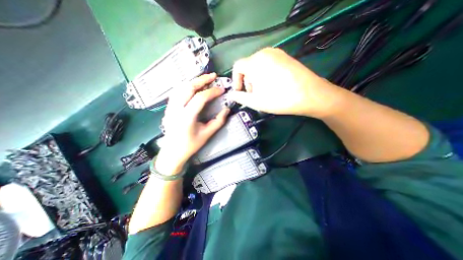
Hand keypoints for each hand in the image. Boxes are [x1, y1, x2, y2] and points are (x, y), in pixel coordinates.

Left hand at [155, 73, 228, 174]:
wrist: (172, 151)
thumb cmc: (191, 145)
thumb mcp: (207, 135)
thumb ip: (218, 122)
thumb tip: (226, 109)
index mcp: (187, 117)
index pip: (200, 98)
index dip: (212, 92)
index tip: (222, 90)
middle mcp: (176, 109)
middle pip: (188, 88)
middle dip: (202, 80)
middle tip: (213, 76)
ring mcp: (170, 107)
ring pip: (181, 87)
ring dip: (193, 81)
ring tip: (204, 79)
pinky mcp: (168, 108)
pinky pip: (177, 92)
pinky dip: (186, 86)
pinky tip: (193, 86)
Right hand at [228, 46, 342, 117]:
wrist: (310, 95)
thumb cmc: (278, 99)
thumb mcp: (255, 101)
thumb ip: (240, 97)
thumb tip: (231, 95)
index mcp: (255, 62)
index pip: (237, 66)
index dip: (236, 80)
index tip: (240, 92)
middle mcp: (265, 53)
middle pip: (248, 66)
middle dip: (247, 81)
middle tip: (254, 95)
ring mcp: (277, 53)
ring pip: (258, 66)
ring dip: (256, 79)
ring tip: (264, 92)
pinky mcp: (286, 57)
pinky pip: (269, 64)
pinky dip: (266, 75)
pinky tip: (273, 86)